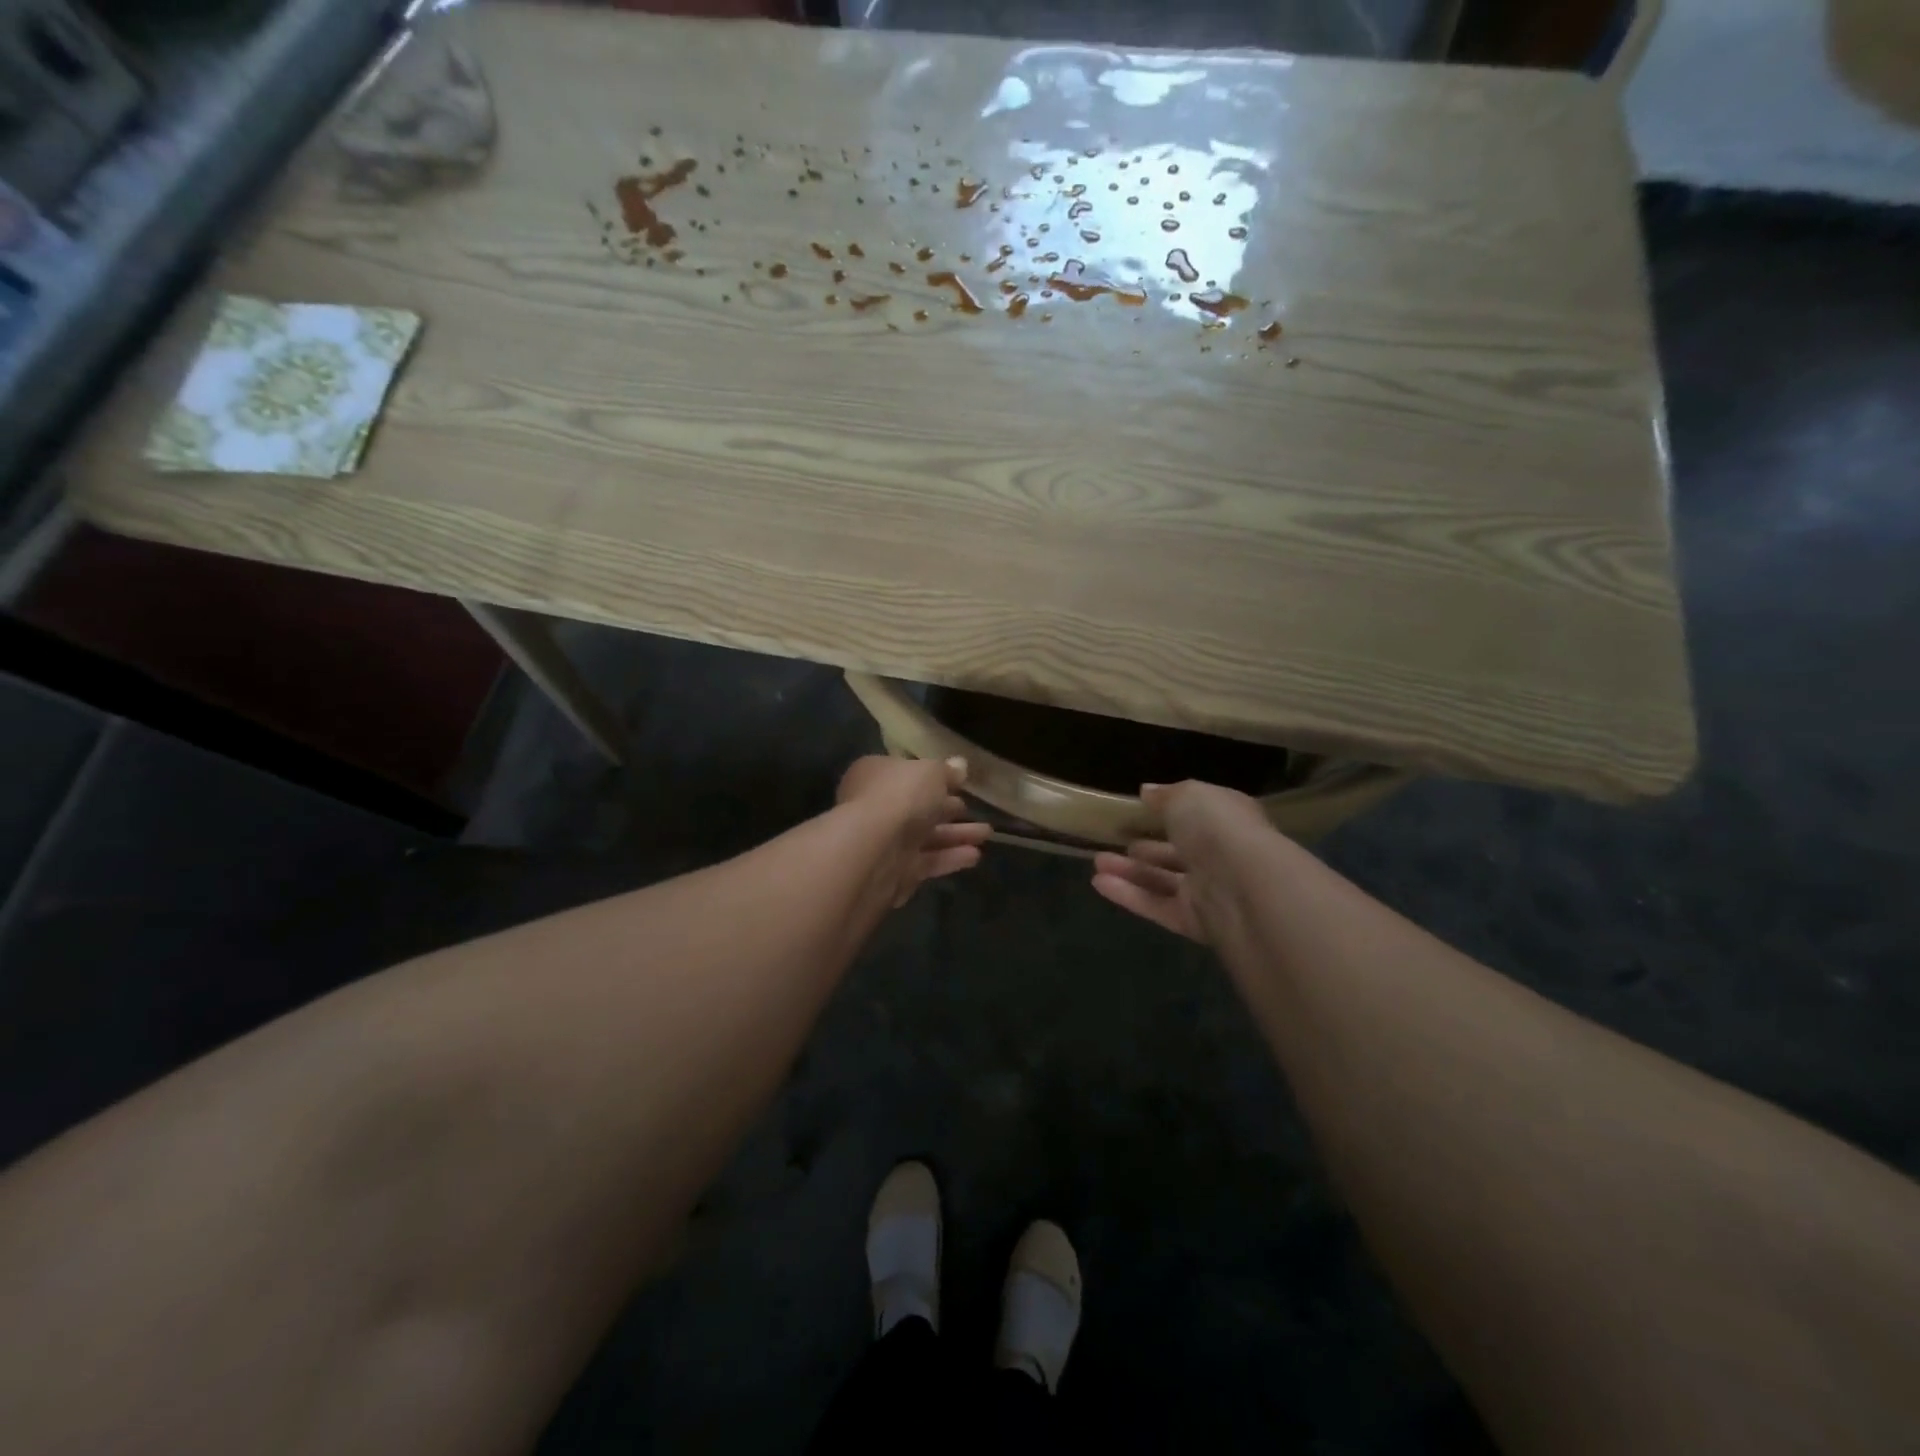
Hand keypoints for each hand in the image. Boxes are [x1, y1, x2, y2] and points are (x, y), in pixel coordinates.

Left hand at [837, 755, 990, 907]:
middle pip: (916, 807)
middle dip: (946, 808)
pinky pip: (927, 861)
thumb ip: (947, 770)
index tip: (958, 782)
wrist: (874, 851)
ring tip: (987, 833)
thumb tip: (960, 765)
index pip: (905, 773)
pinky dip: (950, 858)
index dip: (932, 777)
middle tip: (971, 808)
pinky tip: (975, 855)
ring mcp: (884, 842)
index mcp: (875, 775)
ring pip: (925, 836)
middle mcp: (876, 807)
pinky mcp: (895, 873)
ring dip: (956, 835)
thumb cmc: (900, 797)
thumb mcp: (931, 772)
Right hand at [1091, 781, 1270, 942]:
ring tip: (1098, 862)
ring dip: (1131, 871)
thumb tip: (1147, 792)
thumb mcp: (1188, 796)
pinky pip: (1157, 906)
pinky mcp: (1195, 922)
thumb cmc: (1218, 828)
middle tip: (1119, 839)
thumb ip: (1166, 795)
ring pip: (1164, 880)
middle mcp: (1221, 855)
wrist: (1245, 887)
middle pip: (1180, 851)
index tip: (1140, 808)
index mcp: (1228, 819)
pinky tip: (1098, 883)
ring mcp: (1209, 891)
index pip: (1198, 814)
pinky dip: (1129, 895)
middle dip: (1149, 846)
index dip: (1171, 810)